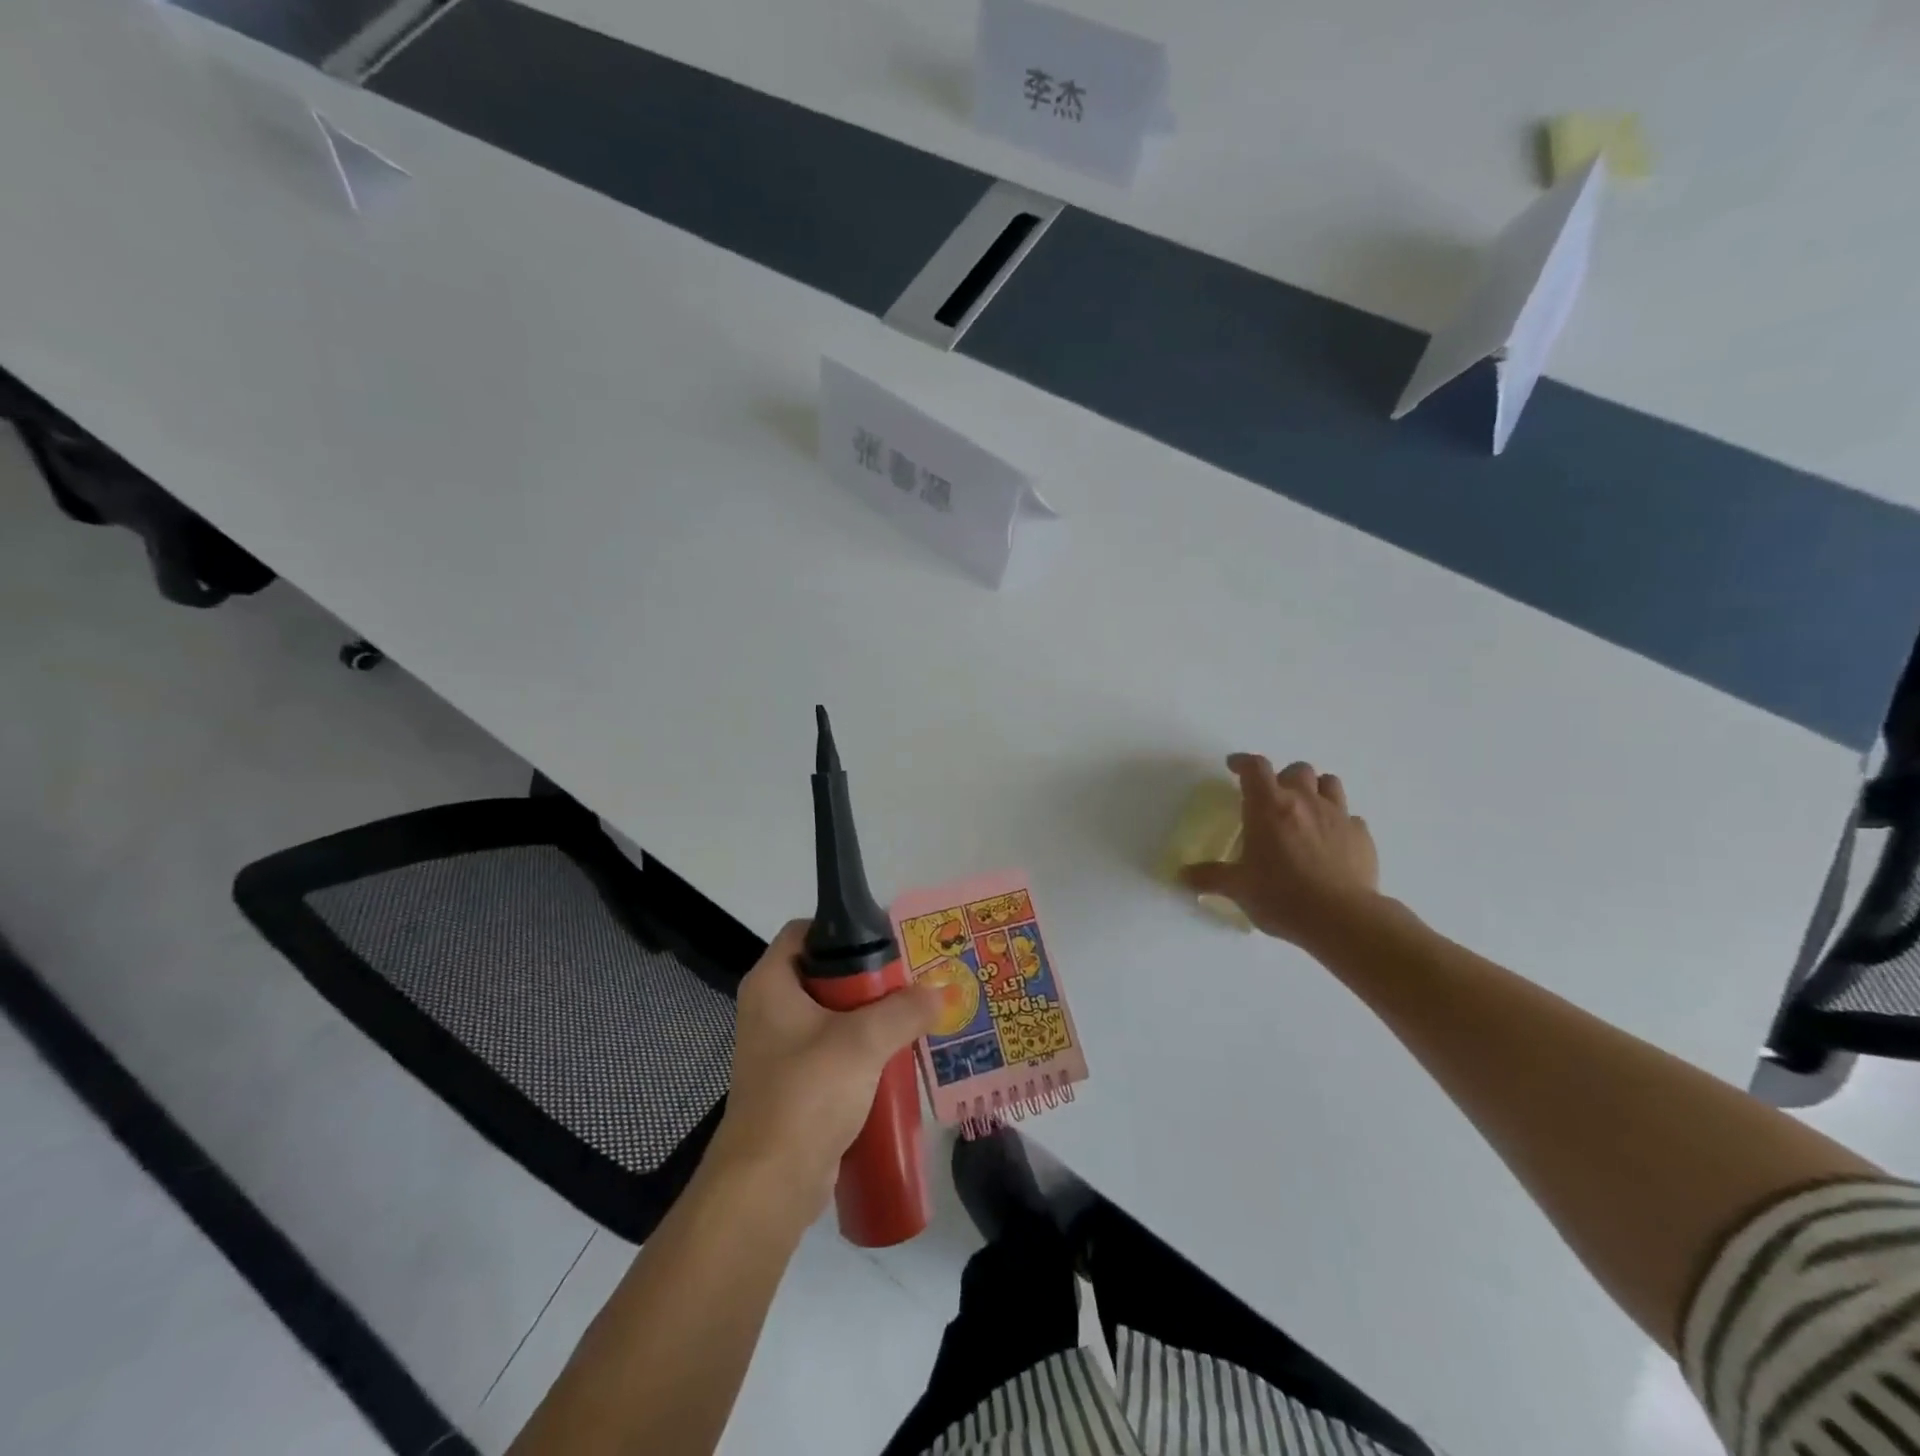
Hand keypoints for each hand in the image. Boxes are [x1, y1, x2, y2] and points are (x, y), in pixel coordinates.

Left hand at [710, 921, 945, 1215]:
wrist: (768, 1186)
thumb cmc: (806, 1094)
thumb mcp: (863, 1041)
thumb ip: (905, 1010)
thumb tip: (942, 990)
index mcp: (771, 983)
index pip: (805, 932)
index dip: (843, 929)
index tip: (886, 941)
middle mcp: (770, 1008)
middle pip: (825, 973)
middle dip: (870, 977)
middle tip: (914, 978)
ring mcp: (781, 1048)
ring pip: (834, 1014)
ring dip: (873, 1016)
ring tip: (918, 1013)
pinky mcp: (796, 1083)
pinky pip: (835, 1051)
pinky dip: (865, 1050)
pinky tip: (900, 1055)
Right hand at [1182, 754, 1381, 948]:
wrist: (1342, 919)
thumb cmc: (1281, 896)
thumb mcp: (1238, 888)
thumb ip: (1210, 877)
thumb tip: (1182, 876)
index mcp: (1269, 807)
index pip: (1255, 768)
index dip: (1243, 762)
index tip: (1234, 766)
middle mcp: (1305, 802)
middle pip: (1297, 770)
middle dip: (1283, 778)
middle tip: (1272, 799)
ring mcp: (1338, 816)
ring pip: (1330, 783)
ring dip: (1315, 790)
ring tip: (1305, 810)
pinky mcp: (1362, 836)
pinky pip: (1351, 818)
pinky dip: (1338, 822)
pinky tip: (1331, 842)